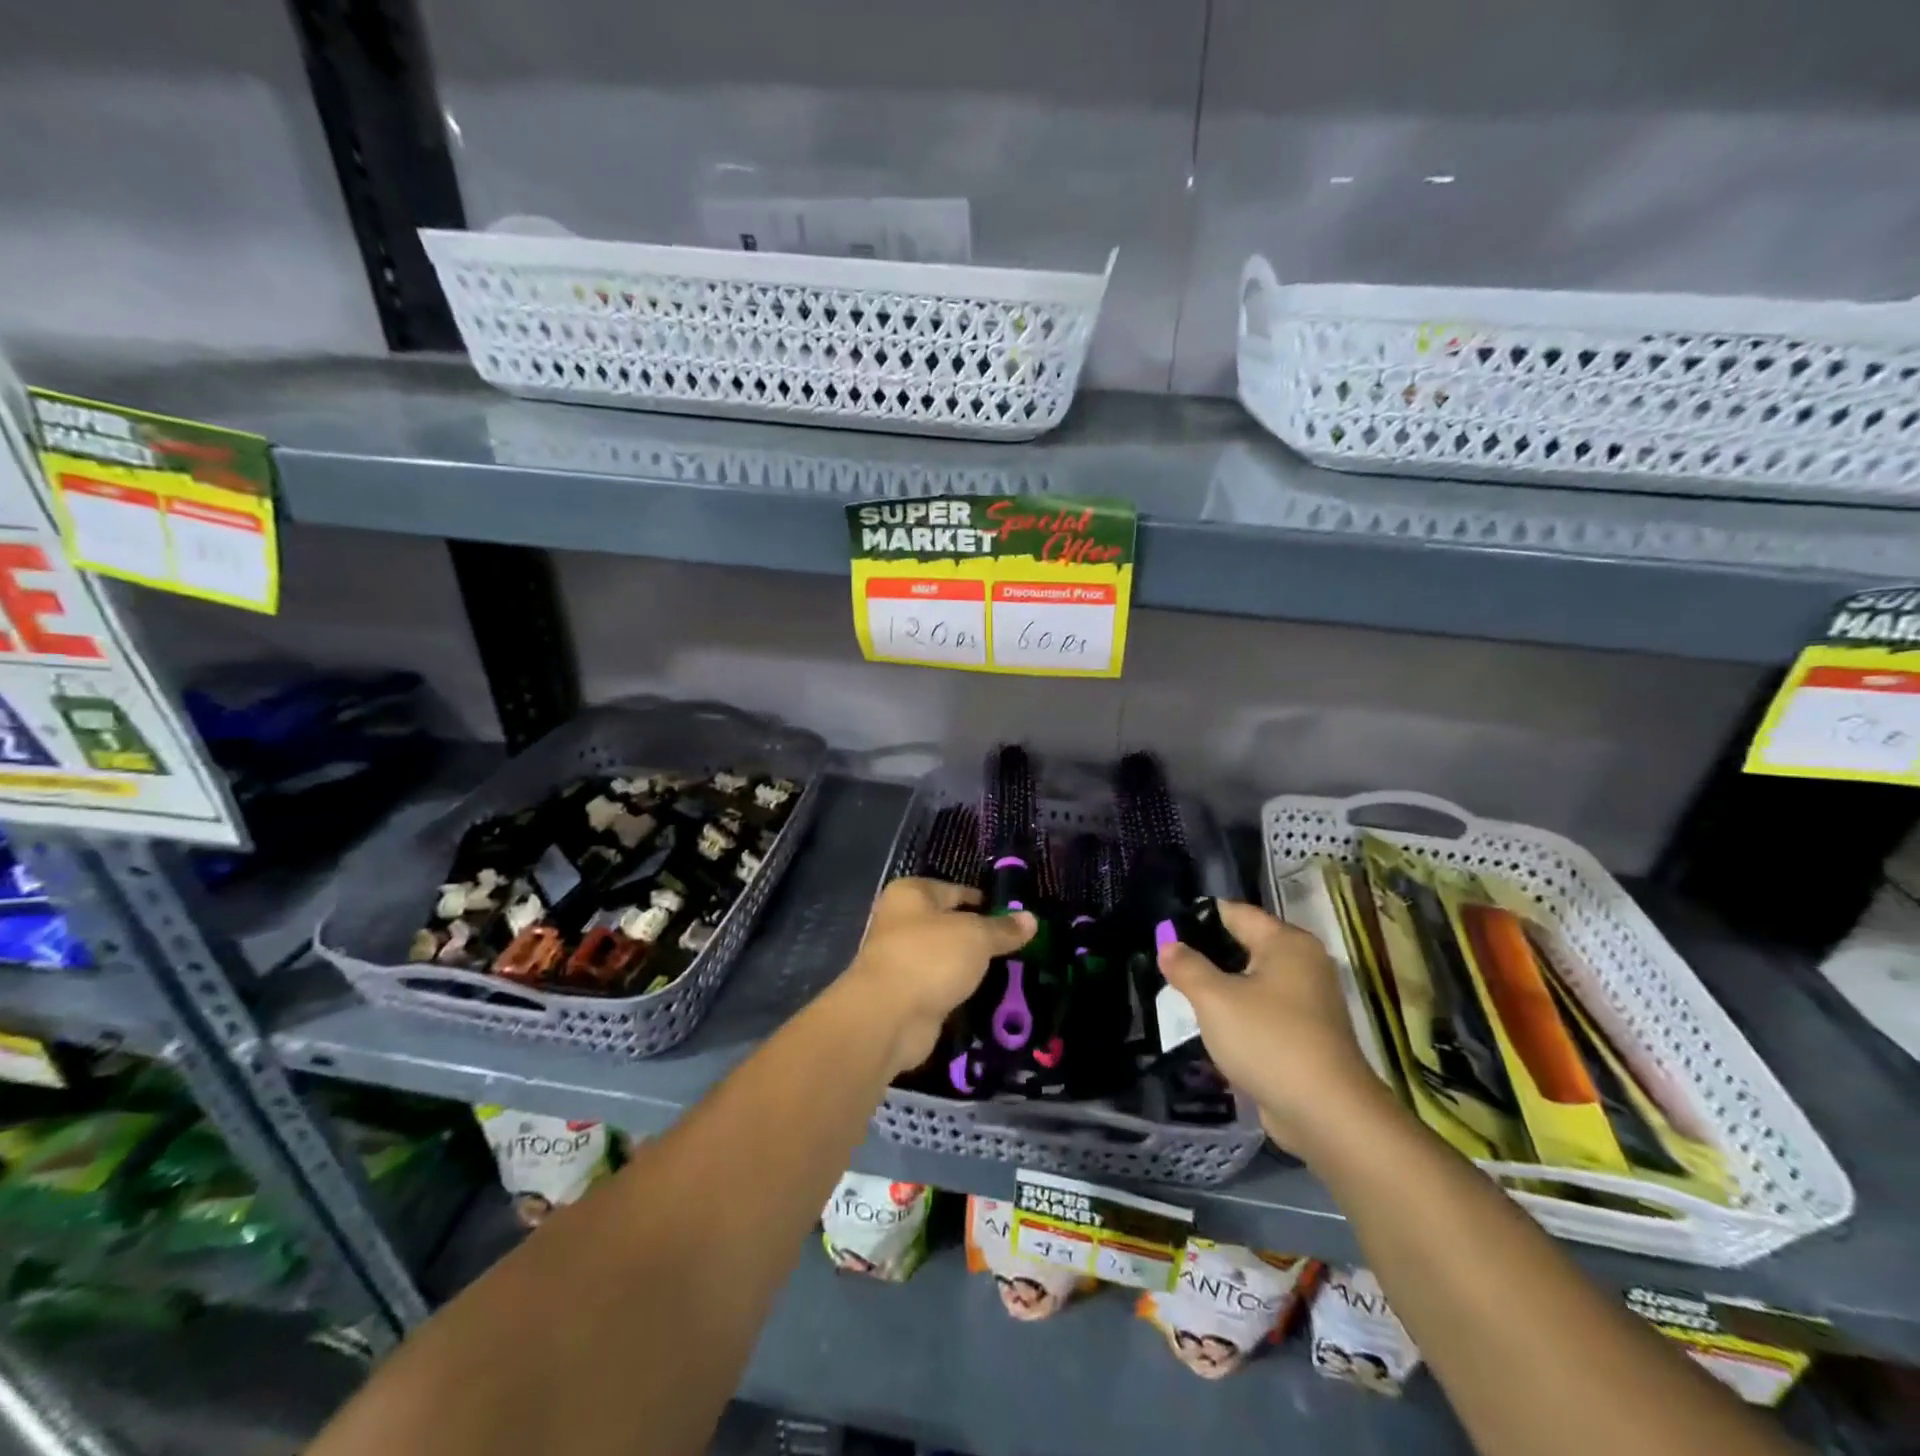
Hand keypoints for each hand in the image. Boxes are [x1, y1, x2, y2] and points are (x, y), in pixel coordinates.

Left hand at [844, 877, 1036, 1075]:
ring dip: (969, 967)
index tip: (1014, 915)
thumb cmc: (930, 958)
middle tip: (1018, 946)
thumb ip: (1003, 929)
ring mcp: (901, 961)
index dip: (984, 901)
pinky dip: (958, 991)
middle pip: (949, 925)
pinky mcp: (905, 996)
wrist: (888, 1017)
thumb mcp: (976, 936)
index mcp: (911, 894)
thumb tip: (1030, 918)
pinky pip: (940, 987)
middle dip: (979, 937)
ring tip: (1010, 972)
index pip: (955, 890)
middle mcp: (900, 922)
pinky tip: (986, 996)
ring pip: (945, 958)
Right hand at [1158, 900, 1391, 1155]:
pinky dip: (1239, 1015)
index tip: (1163, 928)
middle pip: (1244, 945)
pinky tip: (1211, 1027)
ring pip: (1252, 981)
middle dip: (1206, 954)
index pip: (1235, 913)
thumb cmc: (1269, 1041)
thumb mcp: (1214, 999)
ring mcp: (1309, 1001)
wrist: (1327, 1115)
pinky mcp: (1307, 1035)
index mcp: (1287, 943)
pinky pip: (1263, 1011)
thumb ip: (1187, 966)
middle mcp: (1303, 964)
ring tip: (1180, 994)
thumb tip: (1168, 944)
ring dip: (1221, 988)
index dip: (1197, 918)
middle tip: (1166, 963)